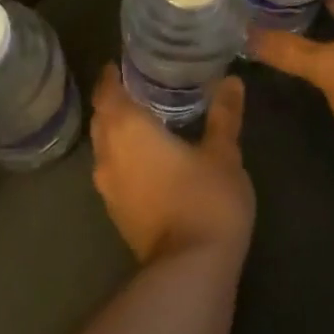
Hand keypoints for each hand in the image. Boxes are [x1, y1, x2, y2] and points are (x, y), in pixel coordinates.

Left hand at [90, 65, 254, 267]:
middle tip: (141, 84)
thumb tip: (232, 81)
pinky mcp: (118, 214)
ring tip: (145, 115)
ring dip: (117, 130)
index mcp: (128, 129)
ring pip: (104, 147)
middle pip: (101, 118)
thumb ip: (224, 115)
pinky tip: (148, 155)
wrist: (191, 272)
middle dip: (115, 100)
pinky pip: (113, 170)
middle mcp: (109, 154)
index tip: (125, 61)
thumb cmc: (205, 199)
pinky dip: (124, 155)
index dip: (112, 75)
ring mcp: (109, 188)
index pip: (107, 91)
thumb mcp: (223, 152)